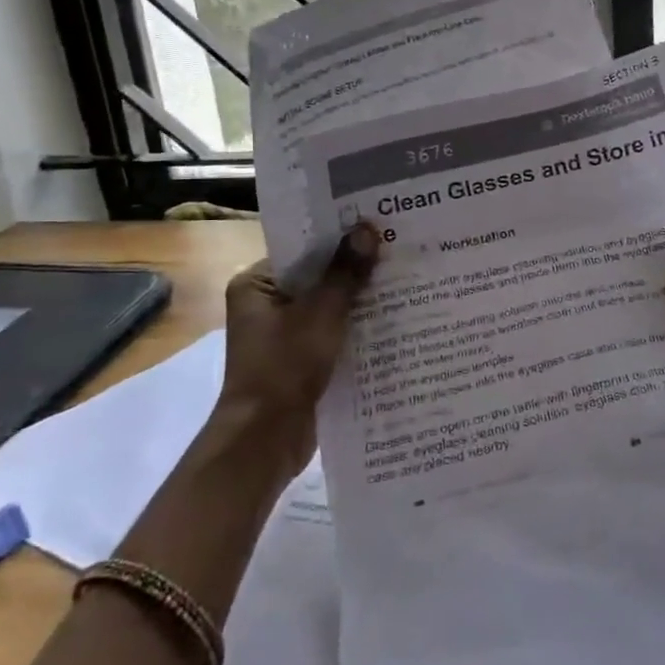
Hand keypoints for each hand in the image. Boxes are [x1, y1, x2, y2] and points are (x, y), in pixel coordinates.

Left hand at [207, 224, 380, 477]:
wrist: (267, 439)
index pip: (303, 249)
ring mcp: (285, 335)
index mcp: (257, 285)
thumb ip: (346, 272)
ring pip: (330, 307)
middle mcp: (267, 305)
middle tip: (401, 250)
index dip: (340, 238)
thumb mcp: (321, 314)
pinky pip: (334, 333)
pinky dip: (358, 328)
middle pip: (319, 277)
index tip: (378, 225)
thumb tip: (367, 228)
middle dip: (357, 269)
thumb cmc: (285, 367)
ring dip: (361, 301)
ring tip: (407, 280)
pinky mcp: (302, 360)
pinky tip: (395, 320)